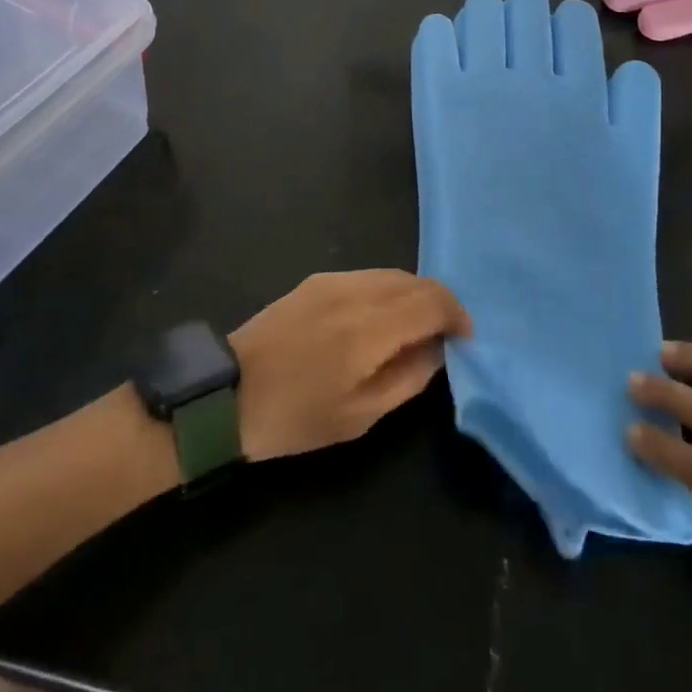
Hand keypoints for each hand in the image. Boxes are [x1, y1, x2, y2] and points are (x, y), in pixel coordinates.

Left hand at [230, 270, 471, 461]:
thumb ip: (408, 378)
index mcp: (369, 328)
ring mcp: (334, 280)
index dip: (457, 315)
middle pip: (416, 281)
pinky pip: (368, 276)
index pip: (432, 301)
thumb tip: (438, 349)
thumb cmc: (295, 417)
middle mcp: (356, 291)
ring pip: (393, 274)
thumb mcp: (359, 417)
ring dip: (414, 295)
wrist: (227, 394)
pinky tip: (381, 319)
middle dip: (440, 303)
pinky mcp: (317, 280)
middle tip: (445, 335)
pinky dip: (388, 291)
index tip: (465, 339)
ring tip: (415, 328)